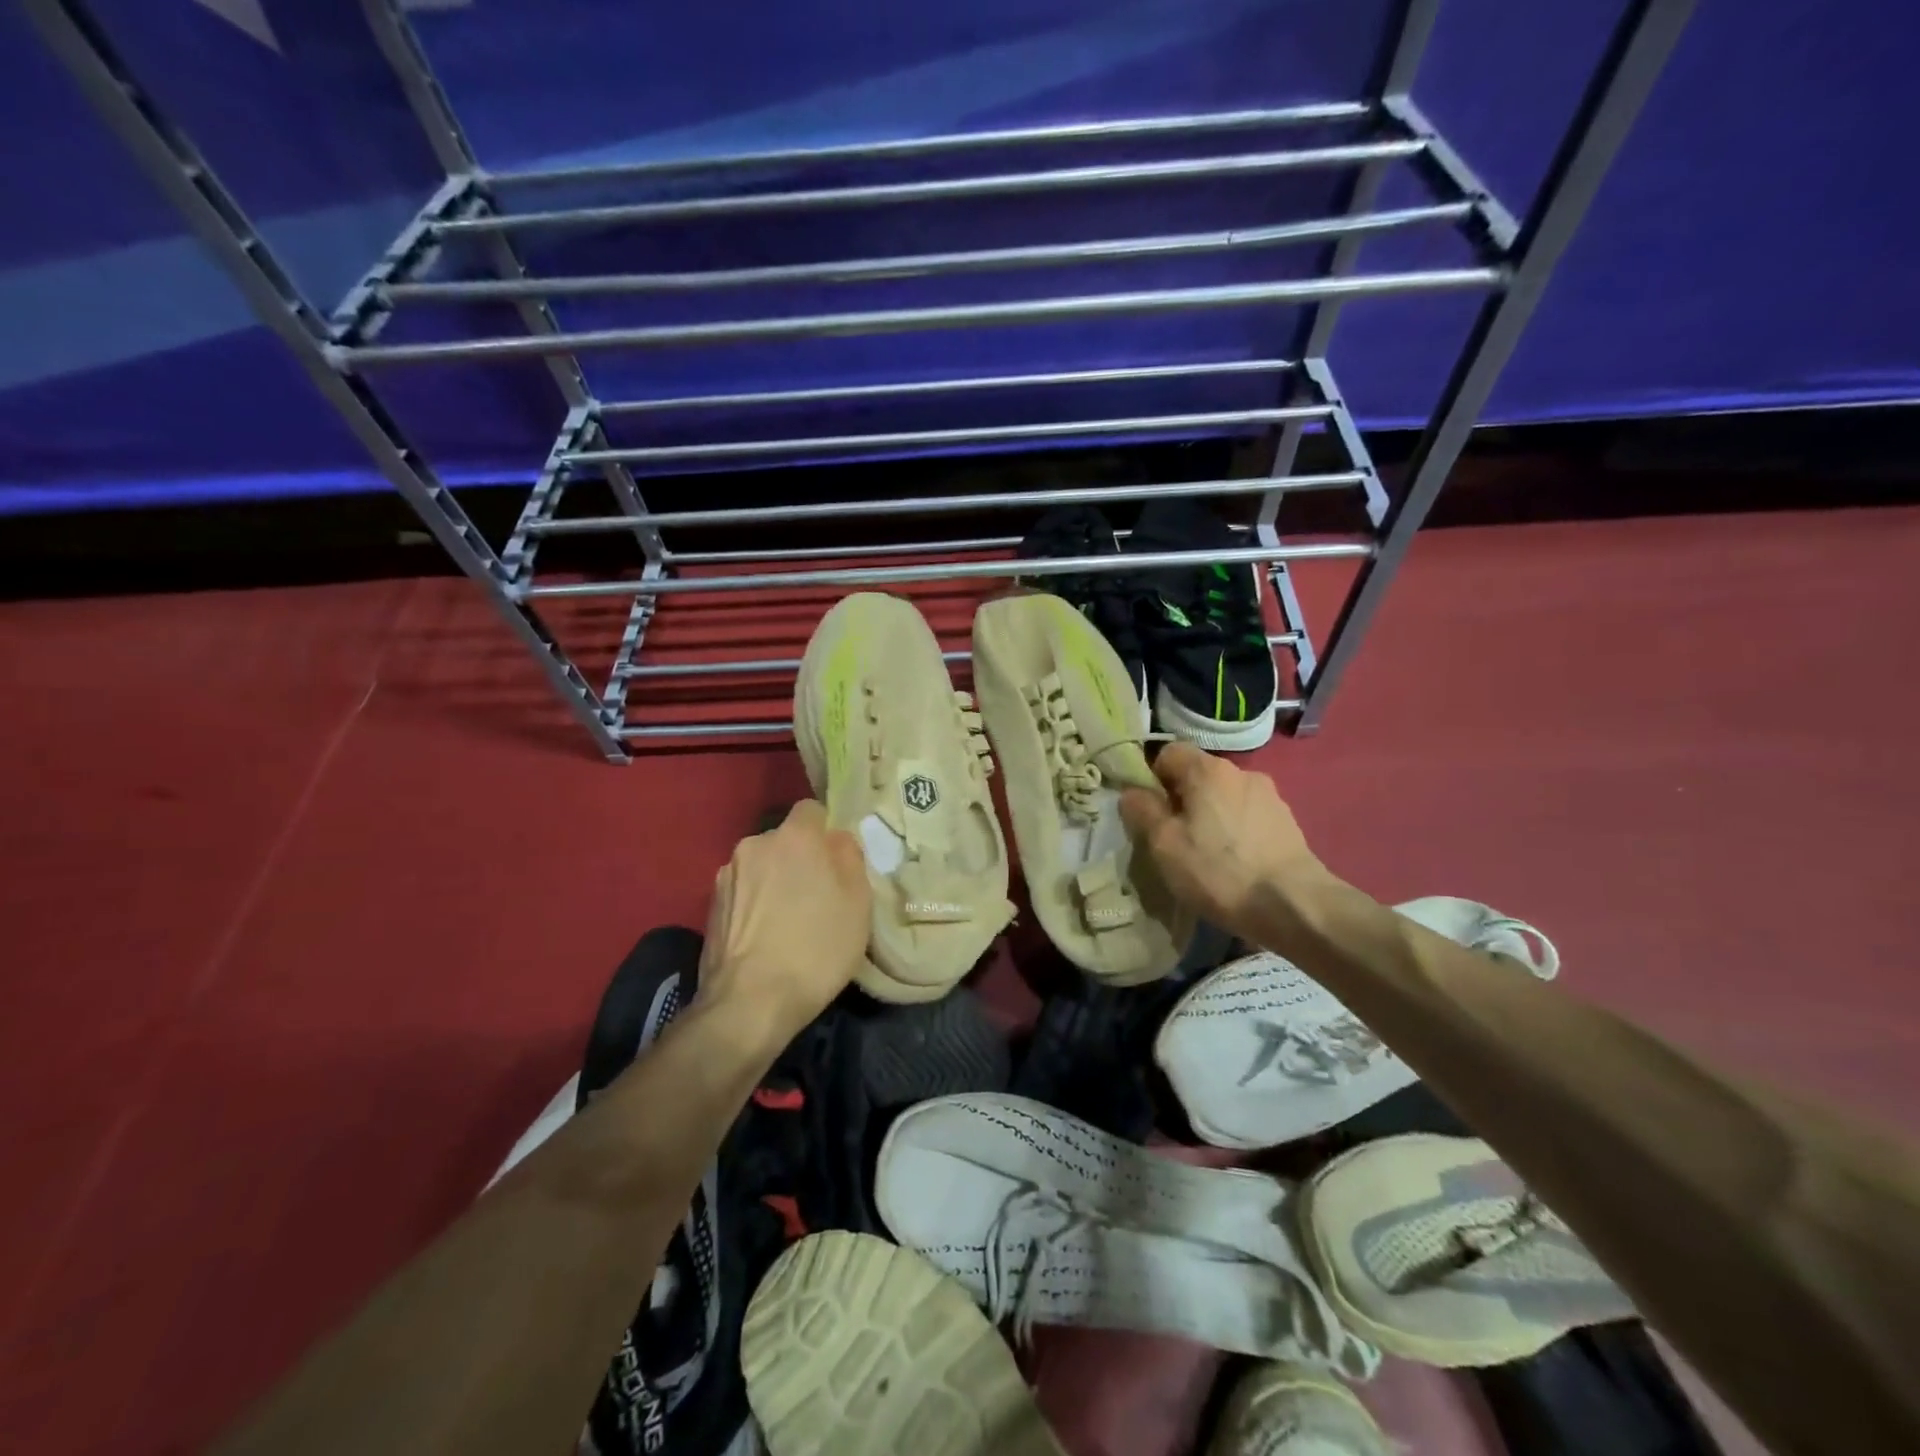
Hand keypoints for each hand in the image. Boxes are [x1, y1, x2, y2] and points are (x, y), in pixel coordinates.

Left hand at [696, 800, 870, 1044]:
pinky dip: (754, 905)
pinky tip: (764, 937)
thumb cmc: (816, 948)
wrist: (750, 1003)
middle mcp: (754, 845)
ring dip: (774, 882)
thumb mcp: (858, 903)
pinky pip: (743, 892)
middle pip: (784, 840)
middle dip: (799, 859)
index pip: (811, 810)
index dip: (826, 832)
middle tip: (817, 896)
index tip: (836, 862)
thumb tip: (836, 841)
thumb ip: (849, 858)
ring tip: (787, 922)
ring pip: (761, 866)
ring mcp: (727, 875)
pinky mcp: (709, 906)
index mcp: (794, 837)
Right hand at [1119, 742, 1337, 940]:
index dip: (1152, 778)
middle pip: (1198, 775)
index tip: (1149, 812)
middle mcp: (1241, 772)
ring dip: (1210, 817)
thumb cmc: (1219, 871)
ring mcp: (1269, 796)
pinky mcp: (1287, 822)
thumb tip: (1132, 793)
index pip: (1168, 752)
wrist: (1294, 905)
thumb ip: (1142, 811)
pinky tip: (1235, 863)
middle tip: (1173, 839)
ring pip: (1224, 797)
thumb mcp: (1164, 845)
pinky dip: (1235, 832)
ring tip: (1207, 856)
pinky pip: (1247, 816)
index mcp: (1207, 770)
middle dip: (1181, 800)